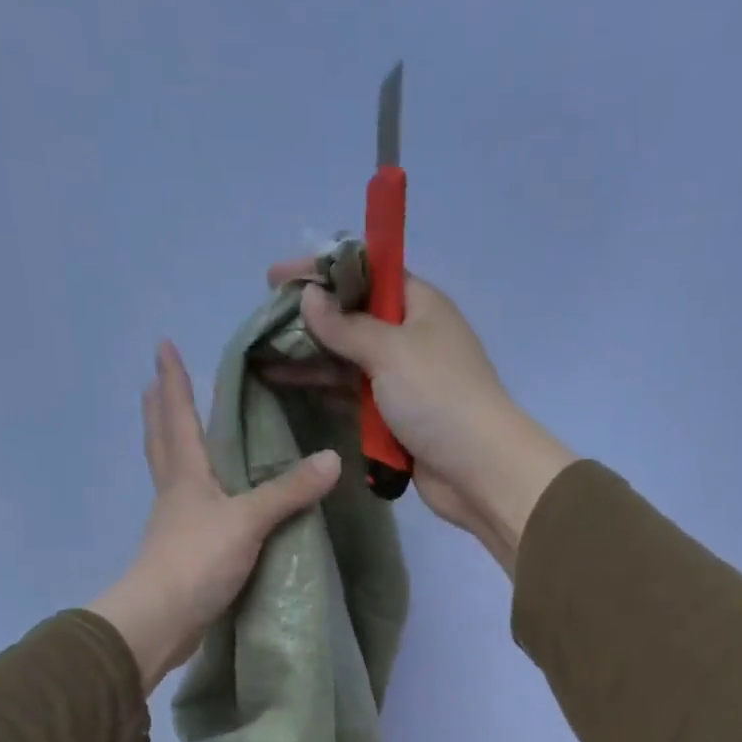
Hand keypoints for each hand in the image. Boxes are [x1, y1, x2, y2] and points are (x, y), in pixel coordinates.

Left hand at [89, 340, 340, 692]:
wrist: (161, 620)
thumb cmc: (197, 560)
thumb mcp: (249, 521)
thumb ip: (288, 491)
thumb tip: (333, 459)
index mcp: (186, 475)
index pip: (178, 417)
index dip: (173, 381)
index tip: (163, 346)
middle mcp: (174, 492)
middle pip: (162, 442)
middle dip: (160, 410)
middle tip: (155, 382)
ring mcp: (174, 524)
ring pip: (170, 474)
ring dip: (169, 447)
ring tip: (175, 432)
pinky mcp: (180, 553)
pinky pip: (186, 508)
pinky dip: (191, 490)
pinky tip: (204, 499)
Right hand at [265, 256, 574, 573]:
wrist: (479, 471)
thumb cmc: (439, 398)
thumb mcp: (390, 351)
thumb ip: (346, 326)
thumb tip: (308, 297)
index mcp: (420, 305)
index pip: (366, 272)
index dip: (322, 270)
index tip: (277, 278)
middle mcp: (411, 336)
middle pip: (353, 316)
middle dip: (310, 317)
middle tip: (263, 321)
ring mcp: (403, 379)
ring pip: (349, 359)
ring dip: (311, 355)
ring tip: (263, 354)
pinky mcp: (395, 417)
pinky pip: (353, 394)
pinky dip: (325, 388)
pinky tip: (288, 385)